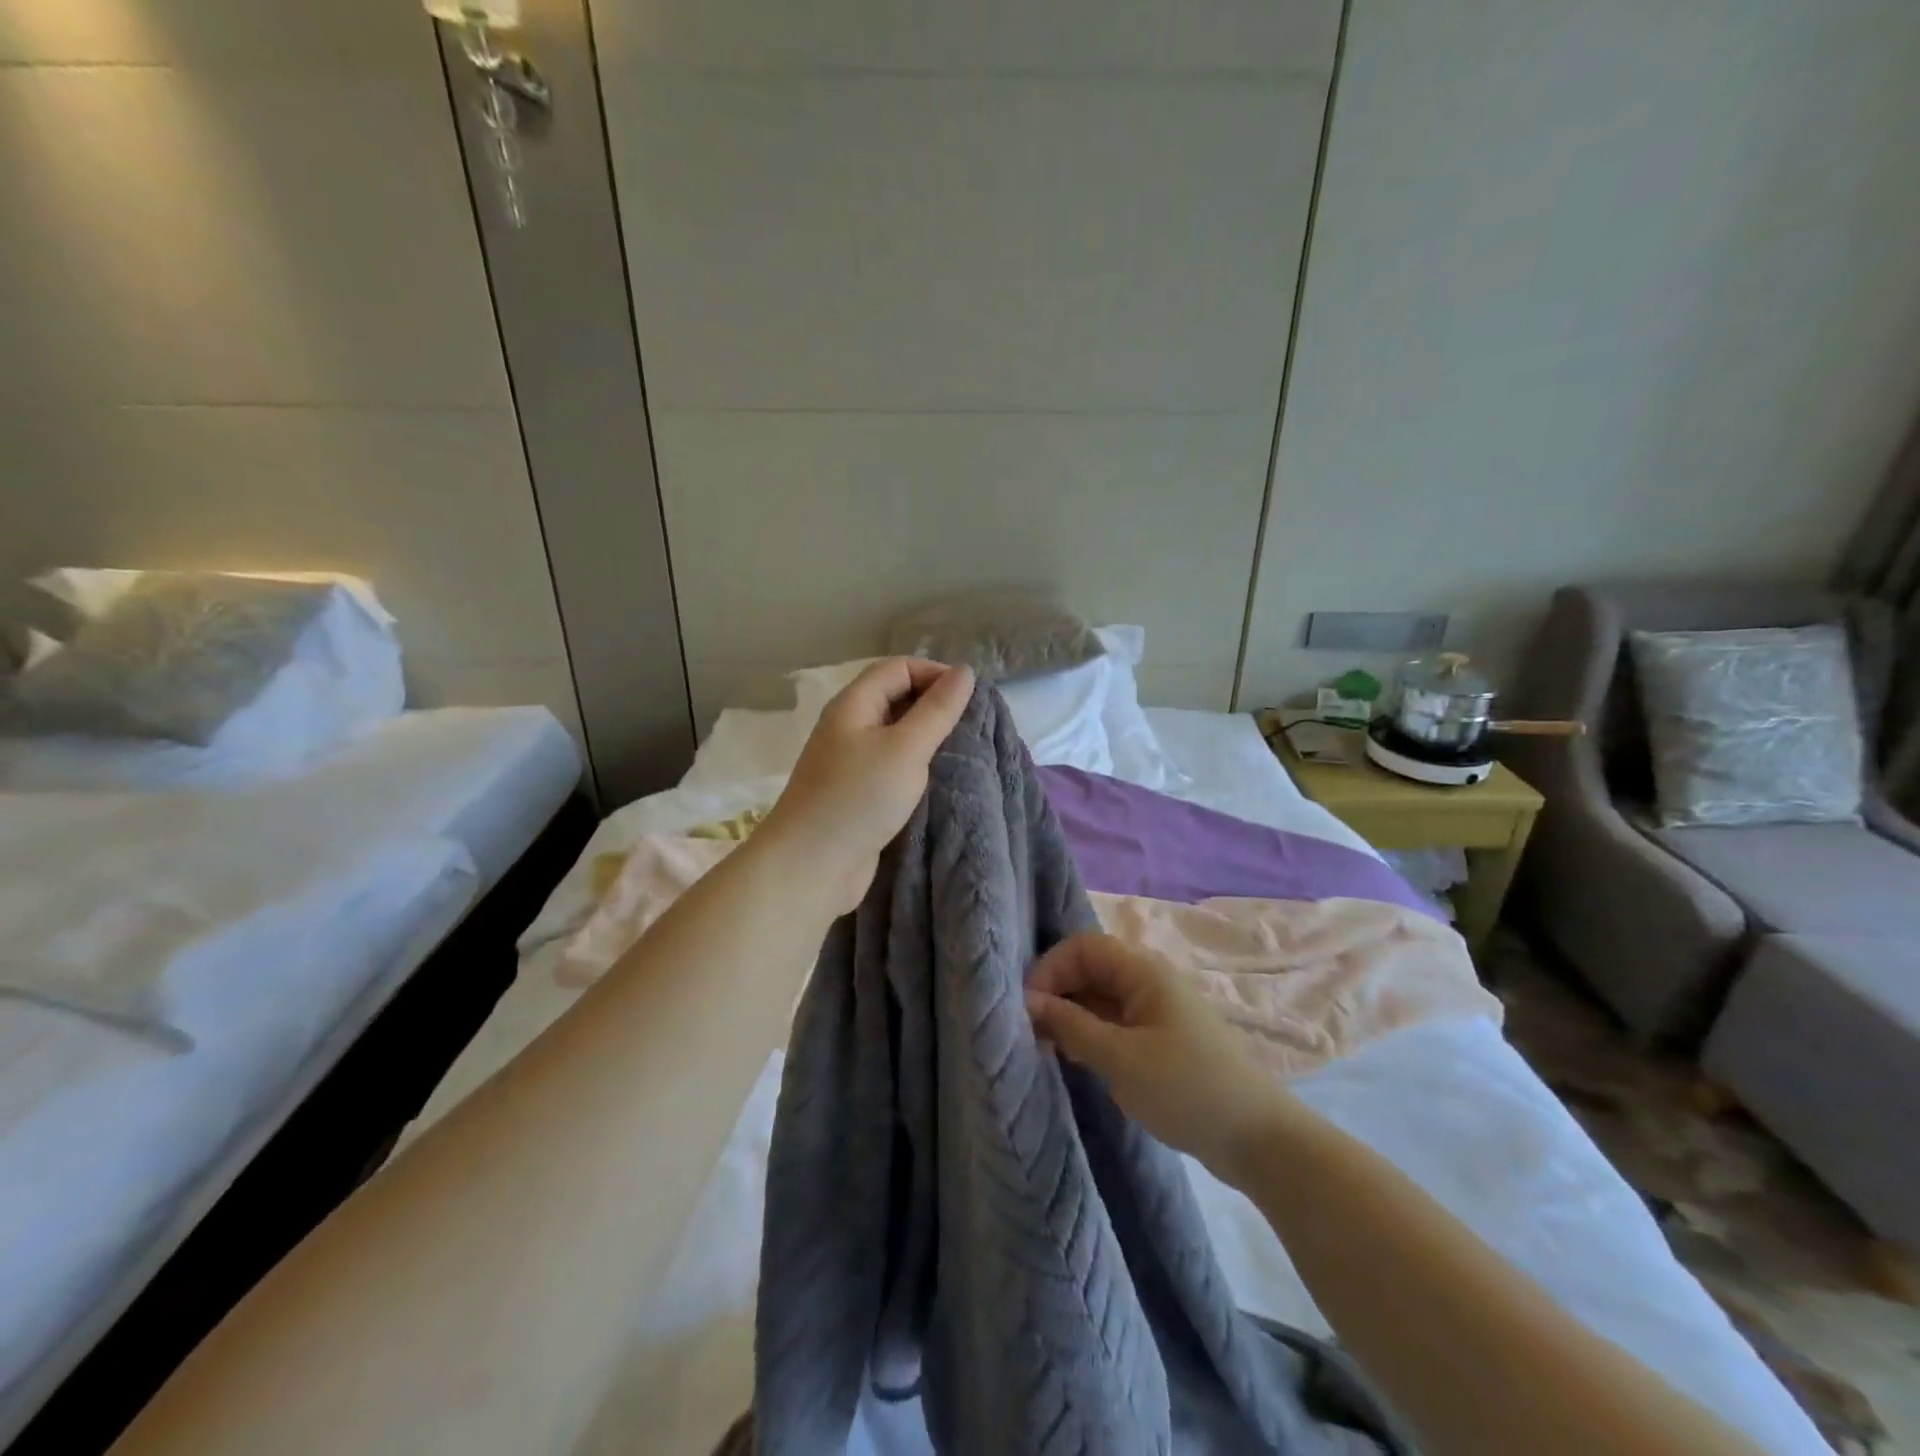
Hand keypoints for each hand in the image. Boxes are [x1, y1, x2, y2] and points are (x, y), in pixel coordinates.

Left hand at [759, 657, 974, 915]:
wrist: (811, 866)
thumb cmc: (859, 798)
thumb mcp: (906, 748)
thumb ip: (937, 710)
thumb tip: (964, 672)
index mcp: (853, 704)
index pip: (898, 668)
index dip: (935, 673)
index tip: (971, 698)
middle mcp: (848, 726)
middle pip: (894, 697)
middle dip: (933, 704)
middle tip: (971, 724)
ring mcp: (849, 761)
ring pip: (894, 734)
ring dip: (926, 737)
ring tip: (960, 750)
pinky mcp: (855, 793)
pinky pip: (889, 765)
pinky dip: (914, 765)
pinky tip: (935, 779)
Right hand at [1026, 933, 1296, 1179]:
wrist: (1258, 1139)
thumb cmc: (1187, 1089)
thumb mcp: (1121, 1059)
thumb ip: (1072, 1026)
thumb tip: (1030, 1002)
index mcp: (1144, 972)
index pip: (1084, 947)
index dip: (1051, 968)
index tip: (1028, 1006)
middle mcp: (1148, 981)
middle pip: (1091, 968)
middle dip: (1057, 991)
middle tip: (1030, 1029)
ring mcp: (1155, 1011)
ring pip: (1100, 996)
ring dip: (1071, 1014)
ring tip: (1045, 1045)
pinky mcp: (1159, 1039)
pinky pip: (1114, 1021)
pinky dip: (1089, 1031)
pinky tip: (1074, 1056)